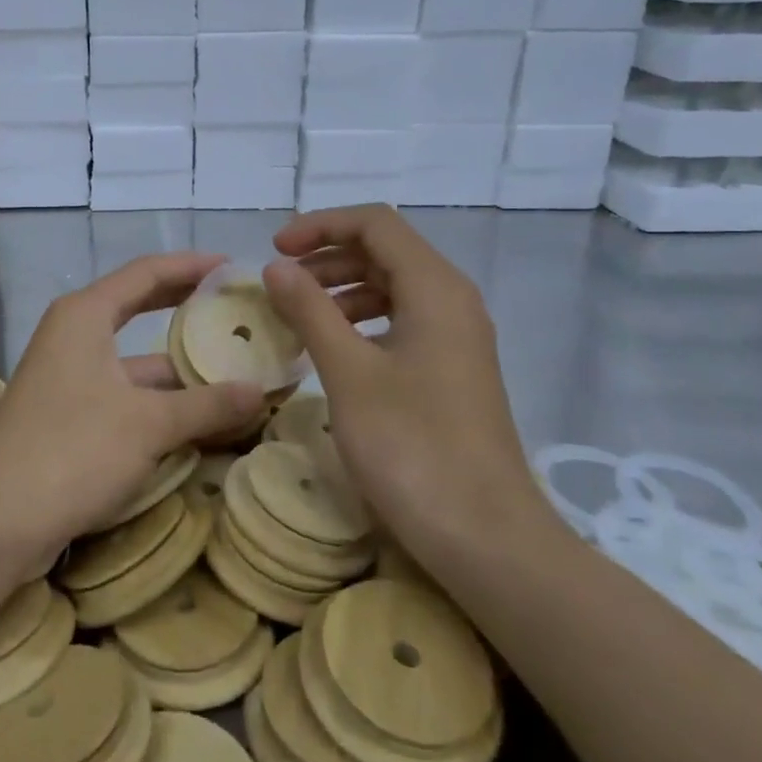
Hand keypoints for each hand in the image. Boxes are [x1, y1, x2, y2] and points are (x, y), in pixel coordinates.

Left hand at [0, 253, 265, 570]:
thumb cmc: (71, 450)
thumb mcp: (148, 424)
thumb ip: (207, 405)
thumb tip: (260, 392)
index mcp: (85, 315)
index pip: (147, 272)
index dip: (192, 266)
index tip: (233, 268)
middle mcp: (74, 336)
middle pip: (139, 309)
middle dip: (187, 309)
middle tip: (236, 311)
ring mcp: (69, 378)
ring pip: (136, 362)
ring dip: (181, 369)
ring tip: (235, 372)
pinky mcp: (69, 417)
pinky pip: (126, 396)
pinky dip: (161, 403)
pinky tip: (201, 419)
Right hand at [261, 205, 556, 567]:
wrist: (487, 538)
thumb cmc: (412, 447)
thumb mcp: (349, 373)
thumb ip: (310, 311)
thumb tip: (276, 267)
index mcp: (434, 288)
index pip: (375, 224)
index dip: (320, 226)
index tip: (274, 251)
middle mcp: (452, 300)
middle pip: (386, 251)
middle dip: (328, 257)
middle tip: (281, 284)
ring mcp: (457, 337)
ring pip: (393, 287)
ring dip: (342, 290)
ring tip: (298, 316)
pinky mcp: (453, 370)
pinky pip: (403, 322)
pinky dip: (362, 322)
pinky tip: (333, 350)